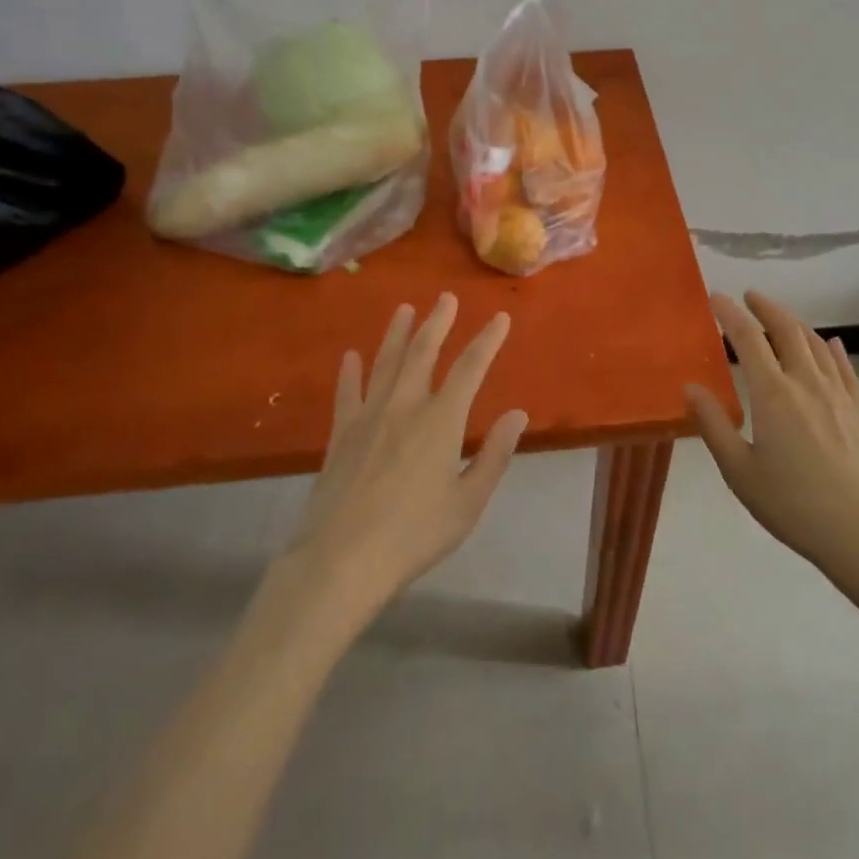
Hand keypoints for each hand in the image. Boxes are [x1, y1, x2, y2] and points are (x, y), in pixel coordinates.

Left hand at [284, 295, 528, 618]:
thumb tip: (518, 414)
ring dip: (397, 333)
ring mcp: (368, 417)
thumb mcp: (467, 503)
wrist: (341, 560)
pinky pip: (347, 393)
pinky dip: (350, 372)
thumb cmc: (414, 535)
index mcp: (441, 421)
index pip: (470, 368)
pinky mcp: (341, 434)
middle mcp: (405, 407)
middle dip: (438, 322)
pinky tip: (351, 355)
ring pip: (385, 363)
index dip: (487, 340)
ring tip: (404, 309)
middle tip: (446, 298)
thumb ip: (495, 456)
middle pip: (423, 352)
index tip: (500, 318)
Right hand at [687, 291, 858, 574]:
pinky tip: (831, 344)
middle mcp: (806, 382)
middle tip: (751, 296)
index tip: (716, 298)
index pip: (748, 338)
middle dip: (767, 308)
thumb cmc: (793, 504)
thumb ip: (713, 425)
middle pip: (787, 330)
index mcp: (773, 393)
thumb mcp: (739, 471)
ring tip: (781, 318)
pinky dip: (832, 349)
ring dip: (795, 323)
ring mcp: (838, 394)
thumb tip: (690, 387)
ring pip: (816, 344)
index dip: (730, 313)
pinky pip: (844, 368)